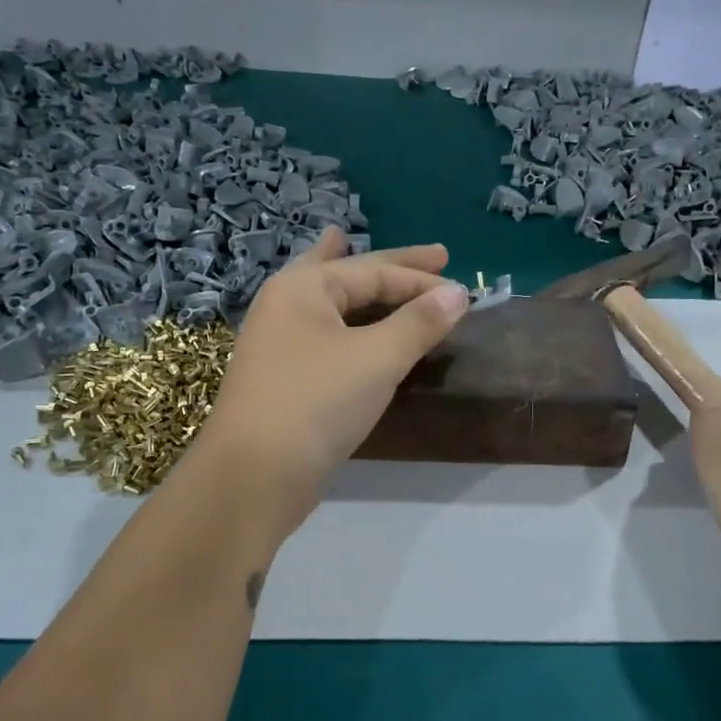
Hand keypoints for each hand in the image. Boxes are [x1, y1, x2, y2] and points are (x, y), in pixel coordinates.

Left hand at [196, 228, 467, 531]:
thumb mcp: (377, 358)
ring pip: (328, 301)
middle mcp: (286, 305)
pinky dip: (346, 321)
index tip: (465, 288)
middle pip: (348, 273)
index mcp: (303, 288)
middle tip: (437, 253)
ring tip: (352, 247)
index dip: (422, 279)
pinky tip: (348, 324)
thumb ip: (419, 323)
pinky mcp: (283, 377)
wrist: (255, 473)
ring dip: (356, 285)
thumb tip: (457, 293)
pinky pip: (325, 333)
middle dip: (394, 266)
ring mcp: (279, 342)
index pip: (375, 271)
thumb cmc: (317, 402)